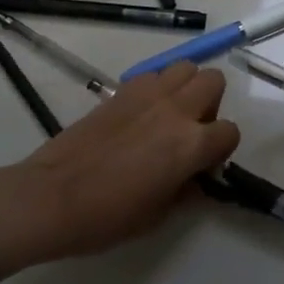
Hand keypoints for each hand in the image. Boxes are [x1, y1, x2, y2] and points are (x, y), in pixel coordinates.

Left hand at [17, 62, 240, 258]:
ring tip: (169, 115)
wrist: (54, 196)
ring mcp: (147, 94)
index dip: (221, 150)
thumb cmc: (108, 216)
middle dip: (211, 104)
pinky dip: (157, 87)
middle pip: (213, 81)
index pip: (229, 131)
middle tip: (192, 130)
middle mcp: (175, 110)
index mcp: (190, 144)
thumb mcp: (159, 215)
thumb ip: (185, 190)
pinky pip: (153, 74)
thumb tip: (194, 178)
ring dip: (186, 87)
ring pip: (185, 67)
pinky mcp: (122, 89)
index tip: (204, 165)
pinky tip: (141, 113)